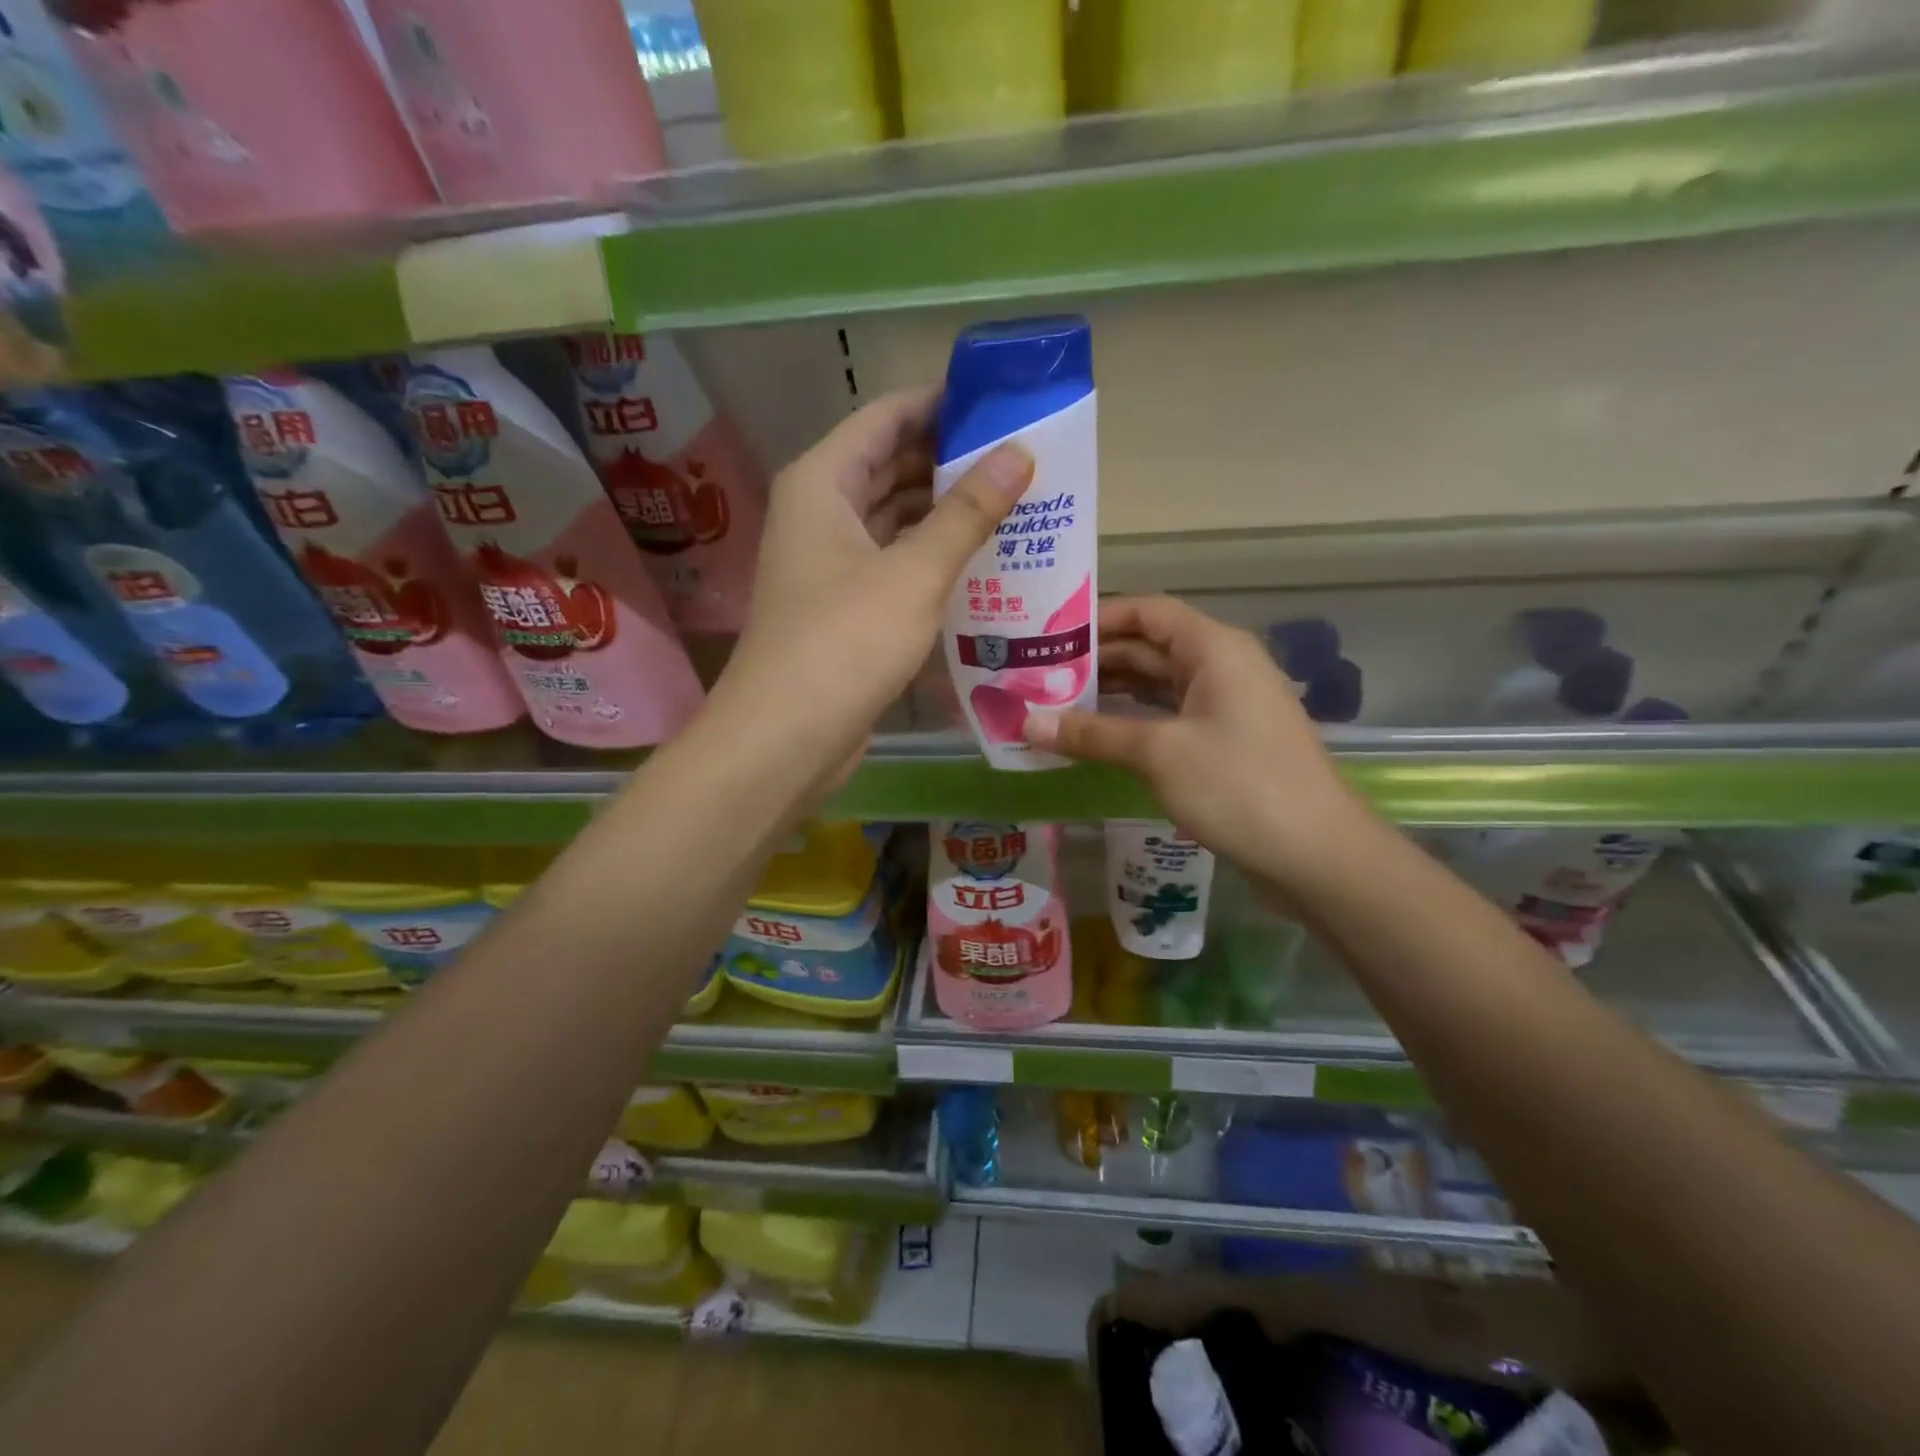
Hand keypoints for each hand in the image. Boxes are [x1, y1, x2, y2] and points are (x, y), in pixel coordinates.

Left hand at [712, 389, 1033, 784]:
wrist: (787, 737)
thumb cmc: (846, 641)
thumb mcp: (915, 572)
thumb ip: (967, 511)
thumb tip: (1018, 452)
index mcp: (822, 482)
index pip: (887, 417)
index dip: (942, 403)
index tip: (1002, 402)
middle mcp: (819, 512)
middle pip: (889, 464)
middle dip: (950, 459)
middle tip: (1021, 459)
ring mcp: (828, 562)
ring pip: (893, 517)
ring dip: (944, 512)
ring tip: (1013, 505)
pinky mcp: (842, 606)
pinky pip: (892, 562)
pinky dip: (929, 556)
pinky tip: (979, 562)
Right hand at [1025, 596, 1374, 889]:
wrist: (1317, 855)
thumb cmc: (1239, 786)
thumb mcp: (1158, 753)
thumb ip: (1092, 734)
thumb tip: (1027, 723)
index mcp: (1213, 648)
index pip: (1147, 612)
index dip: (1097, 618)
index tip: (1047, 635)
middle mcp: (1221, 666)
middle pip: (1149, 646)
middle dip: (1096, 659)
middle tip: (1037, 674)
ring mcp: (1226, 706)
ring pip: (1157, 685)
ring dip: (1111, 693)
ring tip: (1054, 702)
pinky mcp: (1225, 742)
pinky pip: (1169, 717)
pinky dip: (1132, 722)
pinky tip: (1095, 737)